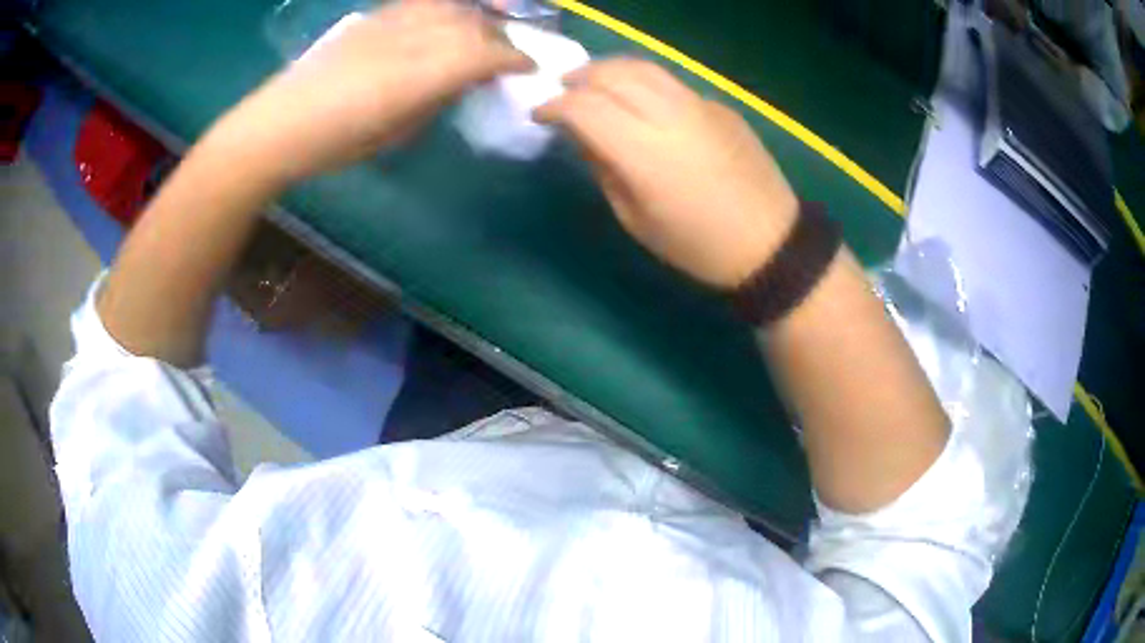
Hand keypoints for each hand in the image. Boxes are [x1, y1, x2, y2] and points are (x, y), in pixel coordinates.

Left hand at [208, 0, 532, 183]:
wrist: (279, 123)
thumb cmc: (335, 142)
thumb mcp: (395, 133)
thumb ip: (434, 99)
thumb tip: (462, 81)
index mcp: (417, 76)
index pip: (483, 54)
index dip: (513, 58)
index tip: (529, 67)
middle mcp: (410, 39)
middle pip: (472, 24)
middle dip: (500, 36)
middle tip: (509, 52)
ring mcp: (390, 22)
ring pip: (450, 7)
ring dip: (476, 16)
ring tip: (483, 29)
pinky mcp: (373, 17)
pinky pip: (421, 3)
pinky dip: (444, 8)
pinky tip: (448, 17)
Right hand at [535, 59, 797, 288]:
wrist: (769, 242)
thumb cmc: (697, 246)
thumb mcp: (635, 220)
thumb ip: (603, 169)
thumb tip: (583, 135)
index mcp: (644, 153)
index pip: (584, 107)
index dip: (554, 106)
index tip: (540, 115)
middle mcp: (670, 115)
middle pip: (612, 74)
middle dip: (578, 78)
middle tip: (562, 92)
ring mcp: (699, 105)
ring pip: (643, 67)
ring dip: (609, 70)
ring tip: (594, 84)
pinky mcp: (719, 106)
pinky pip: (671, 83)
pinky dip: (643, 83)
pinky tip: (640, 102)